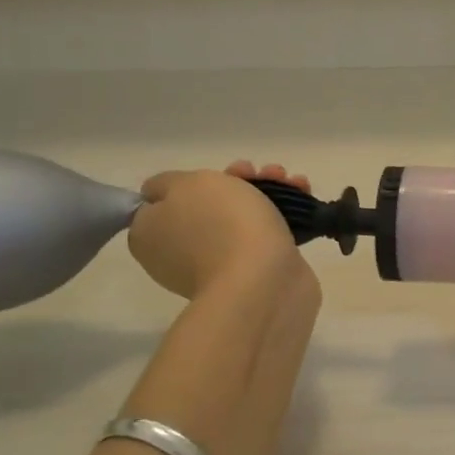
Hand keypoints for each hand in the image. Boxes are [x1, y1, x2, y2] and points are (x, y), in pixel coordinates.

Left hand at [130, 161, 310, 299]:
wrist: (264, 281)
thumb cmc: (220, 225)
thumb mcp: (184, 184)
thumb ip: (166, 183)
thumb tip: (161, 196)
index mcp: (150, 236)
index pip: (161, 204)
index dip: (190, 183)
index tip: (216, 174)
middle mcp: (179, 254)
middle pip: (206, 207)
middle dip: (237, 183)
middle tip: (257, 173)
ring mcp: (218, 267)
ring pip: (239, 219)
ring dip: (266, 194)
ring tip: (292, 181)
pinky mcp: (255, 275)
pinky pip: (264, 237)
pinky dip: (282, 216)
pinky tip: (303, 197)